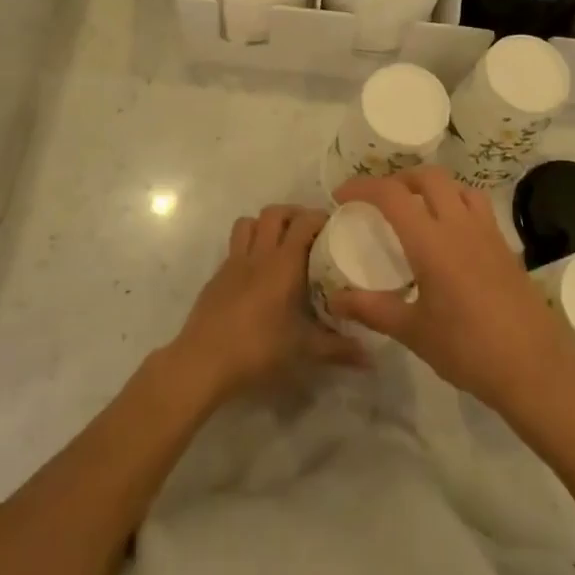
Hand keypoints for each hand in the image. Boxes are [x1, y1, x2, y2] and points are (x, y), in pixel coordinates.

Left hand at [172, 205, 366, 401]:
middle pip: (274, 212)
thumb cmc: (258, 349)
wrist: (203, 361)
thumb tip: (371, 357)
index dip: (320, 217)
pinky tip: (257, 273)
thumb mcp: (304, 350)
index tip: (335, 227)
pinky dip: (248, 248)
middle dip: (293, 213)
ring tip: (280, 242)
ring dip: (265, 224)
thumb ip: (339, 349)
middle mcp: (258, 254)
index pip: (303, 222)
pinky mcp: (217, 276)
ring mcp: (233, 263)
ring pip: (248, 223)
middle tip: (309, 230)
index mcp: (283, 264)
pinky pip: (234, 247)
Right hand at [328, 167, 574, 422]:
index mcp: (431, 241)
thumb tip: (335, 300)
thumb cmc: (467, 349)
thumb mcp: (413, 331)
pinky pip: (478, 209)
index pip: (392, 195)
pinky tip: (451, 238)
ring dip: (434, 188)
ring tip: (418, 211)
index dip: (363, 187)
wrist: (534, 368)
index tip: (342, 195)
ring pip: (459, 187)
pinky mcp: (506, 247)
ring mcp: (488, 234)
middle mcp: (460, 225)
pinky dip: (457, 206)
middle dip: (400, 179)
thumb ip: (373, 309)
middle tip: (380, 200)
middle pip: (429, 177)